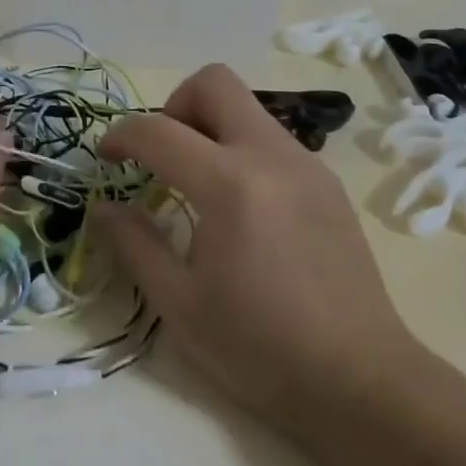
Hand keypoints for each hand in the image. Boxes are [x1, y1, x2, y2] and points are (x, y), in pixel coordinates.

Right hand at [95, 64, 421, 441]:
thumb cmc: (262, 349)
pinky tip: (241, 206)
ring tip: (198, 184)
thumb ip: (134, 244)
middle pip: (214, 82)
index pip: (159, 131)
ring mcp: (306, 164)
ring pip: (245, 107)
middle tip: (162, 155)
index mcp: (230, 186)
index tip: (106, 158)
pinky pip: (270, 138)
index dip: (121, 136)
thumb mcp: (180, 305)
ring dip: (210, 126)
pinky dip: (241, 149)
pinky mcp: (327, 181)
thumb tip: (102, 206)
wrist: (363, 382)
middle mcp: (271, 156)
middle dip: (174, 105)